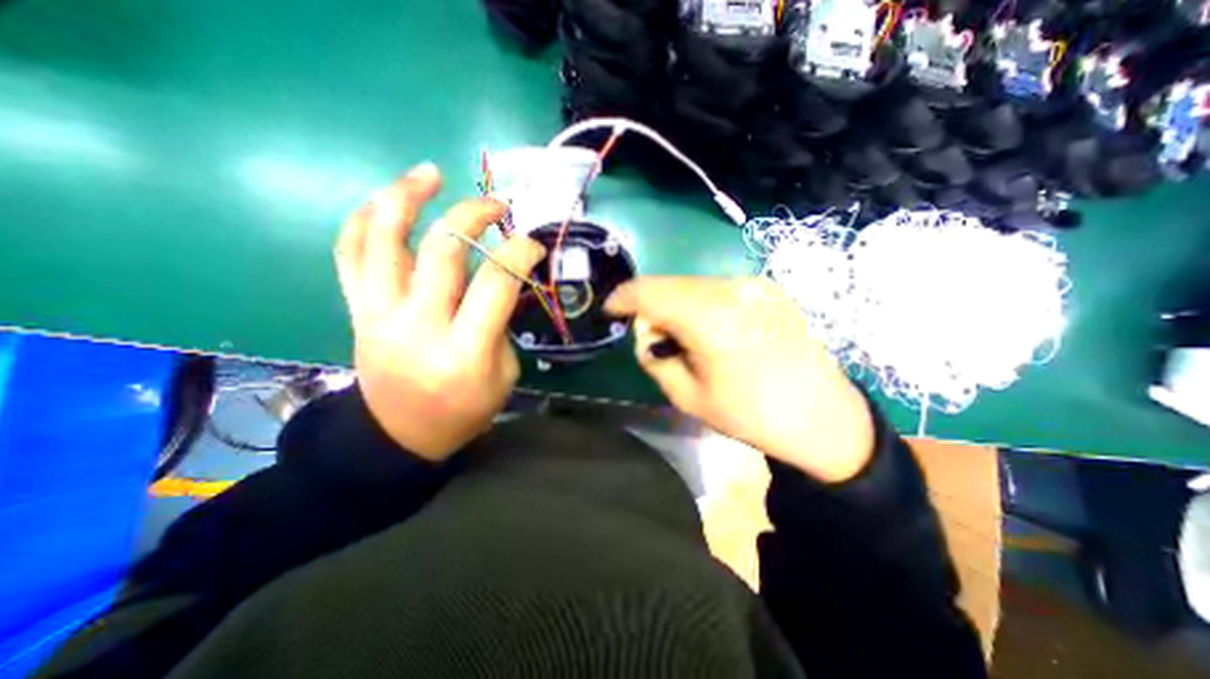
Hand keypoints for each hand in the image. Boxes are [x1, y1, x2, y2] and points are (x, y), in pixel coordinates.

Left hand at [329, 162, 539, 460]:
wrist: (400, 436)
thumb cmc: (464, 410)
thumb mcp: (504, 375)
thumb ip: (500, 325)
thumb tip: (498, 282)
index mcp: (465, 351)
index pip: (496, 283)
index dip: (519, 252)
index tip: (532, 244)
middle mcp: (419, 326)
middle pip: (442, 250)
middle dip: (473, 215)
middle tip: (496, 205)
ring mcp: (380, 315)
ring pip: (383, 240)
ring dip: (405, 197)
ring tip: (429, 173)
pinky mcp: (357, 312)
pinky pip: (348, 255)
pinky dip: (363, 221)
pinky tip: (383, 201)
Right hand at [610, 275, 873, 481]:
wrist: (822, 415)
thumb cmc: (751, 414)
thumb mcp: (687, 396)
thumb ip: (654, 357)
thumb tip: (646, 333)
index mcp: (710, 319)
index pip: (649, 292)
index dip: (623, 298)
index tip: (610, 311)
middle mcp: (732, 289)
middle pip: (670, 284)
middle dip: (649, 306)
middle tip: (649, 335)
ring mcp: (753, 284)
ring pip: (692, 285)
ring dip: (674, 304)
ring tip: (682, 336)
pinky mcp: (766, 287)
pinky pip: (716, 288)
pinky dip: (698, 303)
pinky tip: (708, 329)